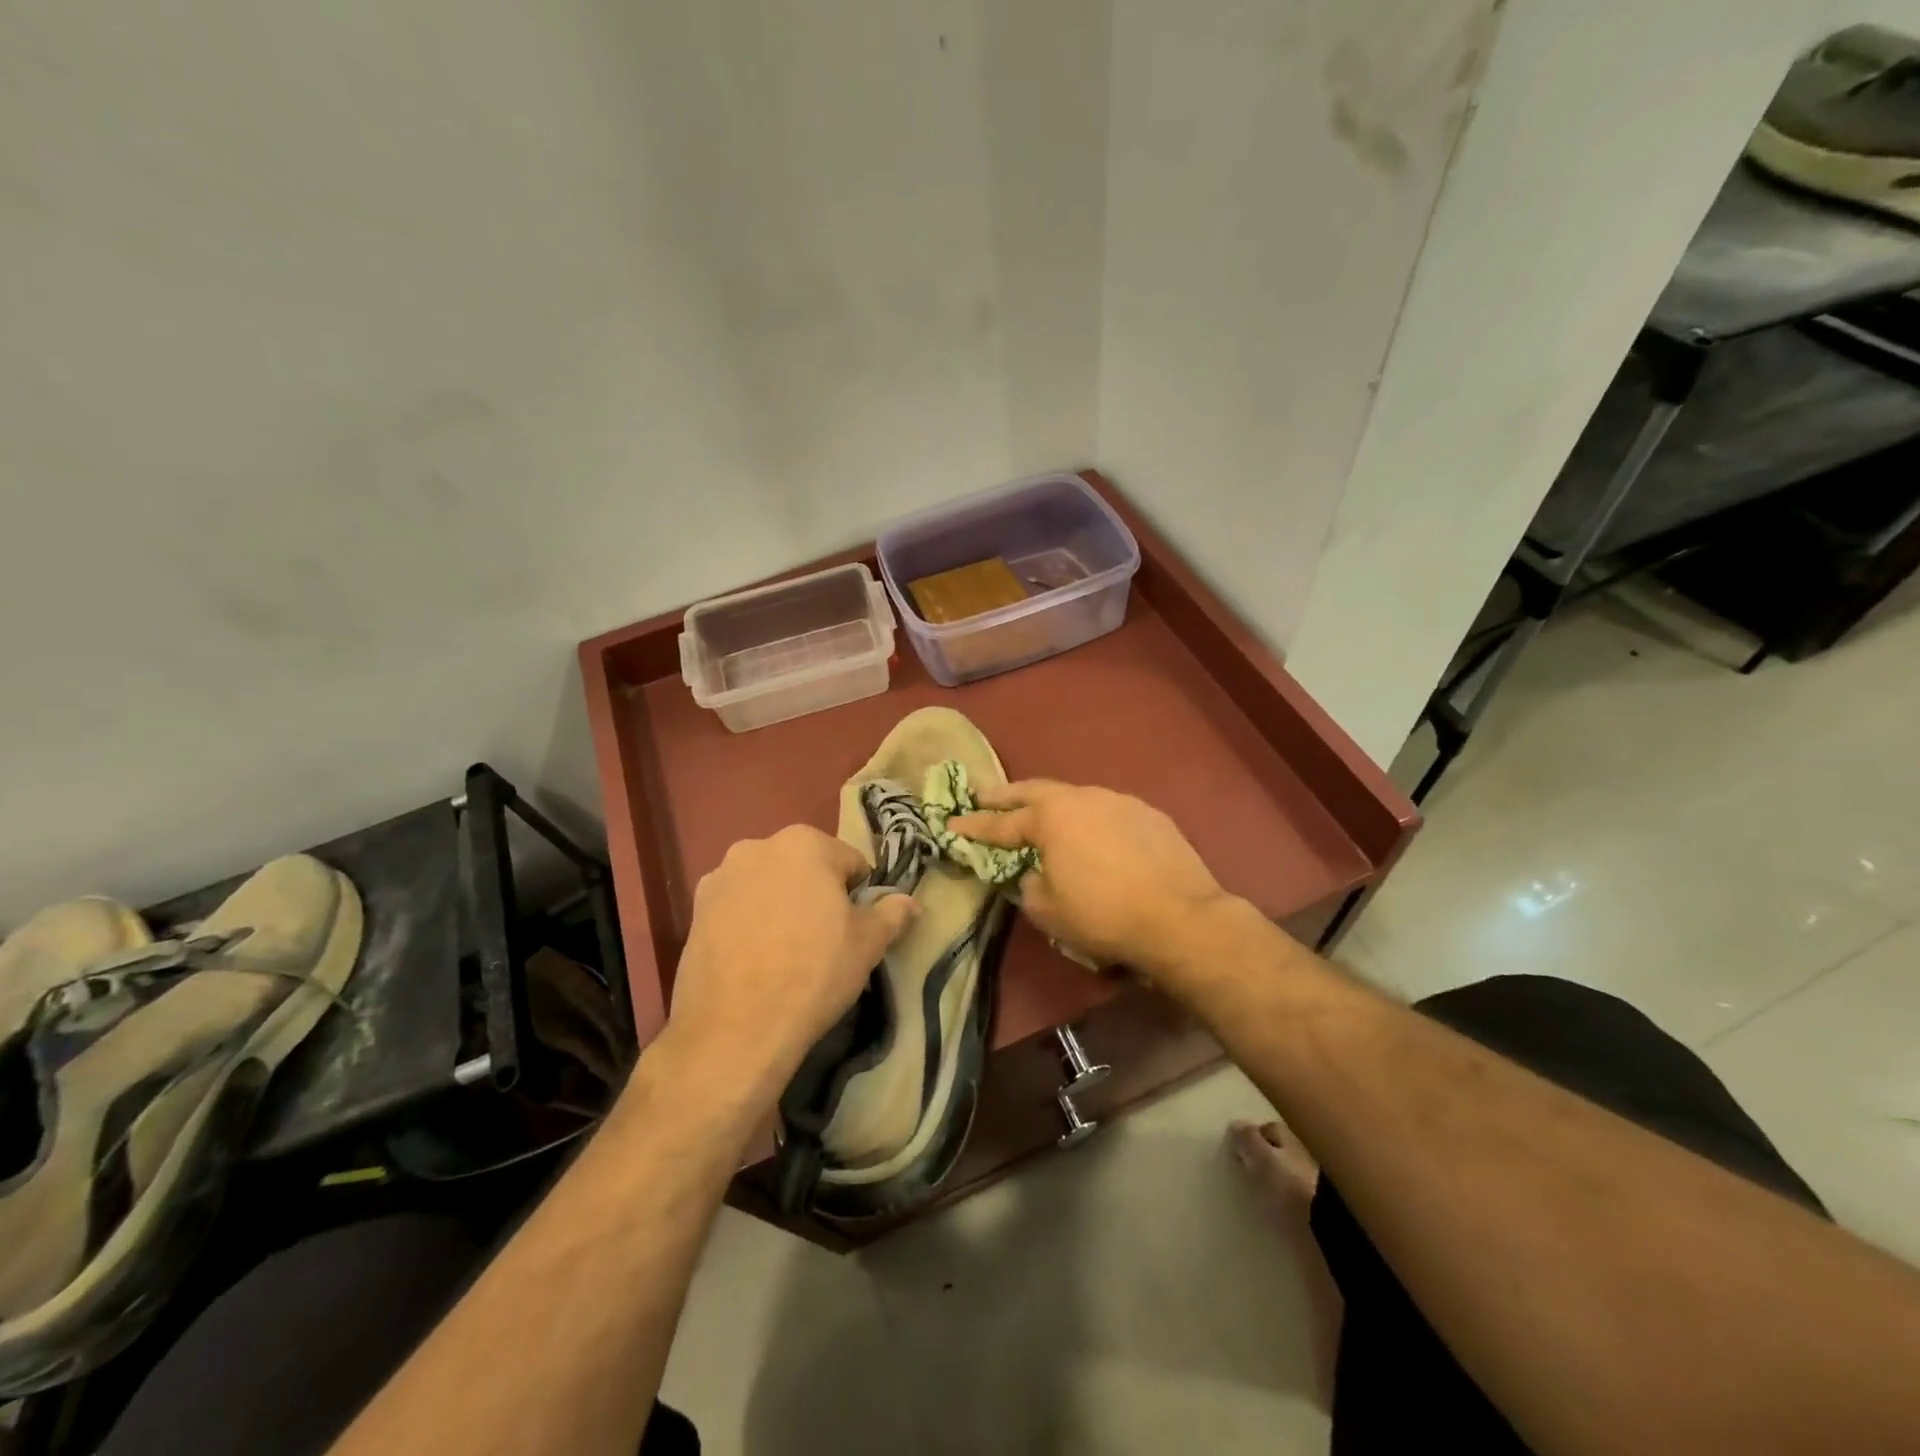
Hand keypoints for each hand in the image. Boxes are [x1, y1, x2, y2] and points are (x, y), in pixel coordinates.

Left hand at [661, 825, 916, 1102]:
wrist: (735, 1030)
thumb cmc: (814, 973)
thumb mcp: (868, 944)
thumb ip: (893, 913)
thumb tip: (911, 902)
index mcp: (804, 843)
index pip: (849, 861)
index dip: (858, 894)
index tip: (854, 927)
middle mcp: (757, 846)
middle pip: (803, 867)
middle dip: (816, 893)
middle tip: (823, 939)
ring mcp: (720, 877)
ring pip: (768, 885)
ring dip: (780, 904)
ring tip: (785, 951)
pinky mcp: (694, 910)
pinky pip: (737, 907)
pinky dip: (749, 921)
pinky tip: (755, 959)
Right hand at [949, 781, 1232, 974]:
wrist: (1181, 918)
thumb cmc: (1103, 915)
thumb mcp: (1049, 912)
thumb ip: (1030, 886)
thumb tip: (1033, 874)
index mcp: (1051, 819)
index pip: (1002, 823)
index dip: (974, 826)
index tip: (952, 824)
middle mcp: (1083, 798)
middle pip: (1035, 791)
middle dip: (1006, 795)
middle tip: (984, 796)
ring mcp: (1119, 801)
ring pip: (1075, 797)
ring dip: (1053, 804)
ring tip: (1042, 814)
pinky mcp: (1149, 814)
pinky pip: (1108, 811)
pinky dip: (1090, 819)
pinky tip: (1094, 834)